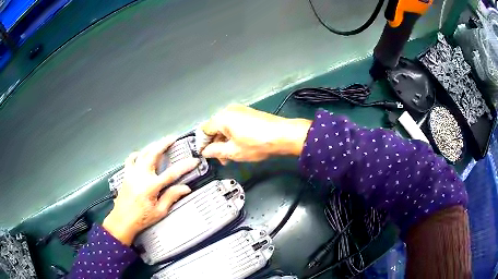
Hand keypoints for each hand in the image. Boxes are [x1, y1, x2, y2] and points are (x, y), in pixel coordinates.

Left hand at [103, 137, 199, 245]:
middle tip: (173, 138)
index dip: (184, 166)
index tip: (194, 161)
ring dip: (152, 146)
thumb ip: (171, 197)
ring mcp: (132, 173)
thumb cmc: (141, 218)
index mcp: (151, 186)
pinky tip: (141, 154)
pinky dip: (137, 154)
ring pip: (143, 153)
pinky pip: (131, 159)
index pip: (172, 173)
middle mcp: (141, 176)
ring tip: (160, 142)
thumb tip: (185, 188)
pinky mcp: (126, 174)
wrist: (122, 220)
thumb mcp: (159, 211)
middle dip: (164, 144)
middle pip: (154, 154)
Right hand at [201, 104, 310, 163]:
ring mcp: (240, 110)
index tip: (204, 155)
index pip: (204, 130)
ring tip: (230, 156)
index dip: (202, 144)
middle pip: (214, 128)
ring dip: (224, 141)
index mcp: (222, 118)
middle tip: (220, 159)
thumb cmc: (257, 144)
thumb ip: (215, 151)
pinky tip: (238, 147)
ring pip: (225, 127)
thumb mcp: (233, 151)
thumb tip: (205, 151)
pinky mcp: (249, 113)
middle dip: (215, 144)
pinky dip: (233, 135)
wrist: (284, 135)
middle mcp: (229, 110)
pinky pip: (234, 124)